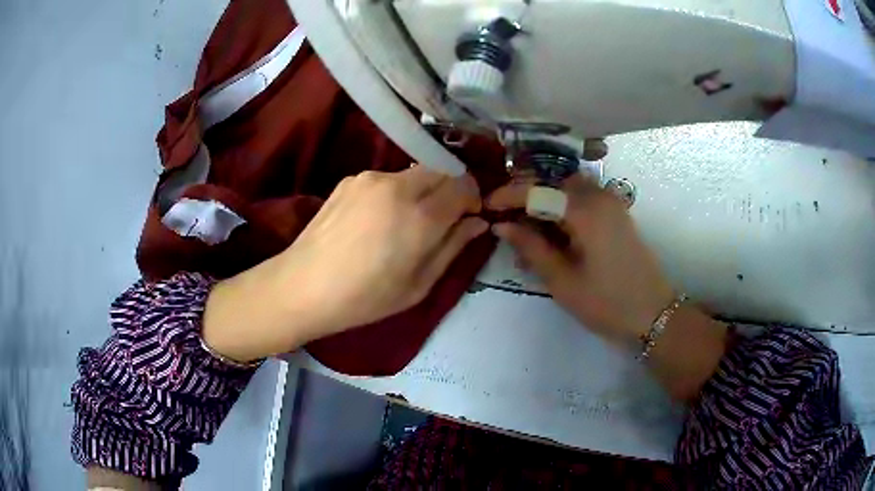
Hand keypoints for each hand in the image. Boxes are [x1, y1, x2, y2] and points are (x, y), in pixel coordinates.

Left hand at [203, 166, 487, 361]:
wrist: (304, 286)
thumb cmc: (365, 298)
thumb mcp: (419, 285)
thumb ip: (453, 248)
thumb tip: (477, 223)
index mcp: (421, 216)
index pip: (464, 185)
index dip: (473, 199)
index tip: (468, 217)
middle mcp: (399, 185)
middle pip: (442, 171)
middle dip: (449, 191)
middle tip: (439, 220)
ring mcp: (371, 178)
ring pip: (415, 173)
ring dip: (422, 191)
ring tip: (403, 222)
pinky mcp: (351, 179)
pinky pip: (387, 179)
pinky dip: (395, 192)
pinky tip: (376, 220)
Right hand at [487, 175, 727, 400]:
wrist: (652, 314)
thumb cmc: (606, 303)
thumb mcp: (562, 280)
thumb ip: (531, 247)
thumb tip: (501, 225)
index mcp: (585, 210)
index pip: (538, 190)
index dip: (508, 196)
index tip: (486, 206)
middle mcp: (599, 196)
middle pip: (553, 184)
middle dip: (527, 198)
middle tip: (508, 223)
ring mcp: (612, 203)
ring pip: (568, 190)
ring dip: (546, 204)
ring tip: (529, 234)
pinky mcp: (617, 214)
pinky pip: (584, 200)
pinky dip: (564, 210)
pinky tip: (554, 236)